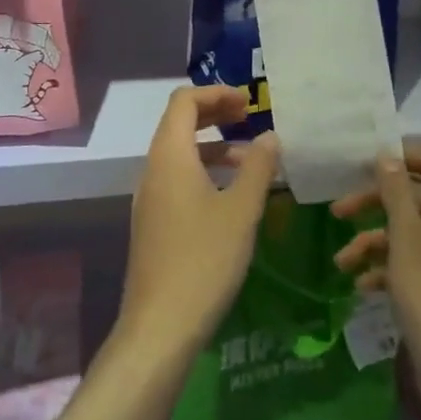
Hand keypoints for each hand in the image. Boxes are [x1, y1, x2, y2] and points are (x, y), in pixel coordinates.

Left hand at [117, 86, 279, 362]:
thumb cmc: (204, 260)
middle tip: (250, 119)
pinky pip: (177, 180)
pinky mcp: (153, 223)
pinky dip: (204, 172)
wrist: (159, 326)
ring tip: (251, 161)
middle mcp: (153, 169)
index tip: (249, 102)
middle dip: (215, 115)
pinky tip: (231, 198)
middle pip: (179, 123)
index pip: (184, 101)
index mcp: (169, 156)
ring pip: (180, 154)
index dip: (216, 93)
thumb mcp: (241, 211)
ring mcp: (150, 198)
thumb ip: (258, 168)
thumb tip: (270, 137)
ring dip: (213, 147)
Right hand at [331, 143, 420, 396]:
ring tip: (341, 263)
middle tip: (337, 211)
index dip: (400, 156)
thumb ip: (395, 191)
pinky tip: (361, 286)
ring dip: (372, 242)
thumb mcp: (406, 235)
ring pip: (408, 231)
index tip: (363, 162)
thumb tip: (387, 155)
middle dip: (374, 203)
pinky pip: (411, 262)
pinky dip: (386, 268)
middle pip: (414, 196)